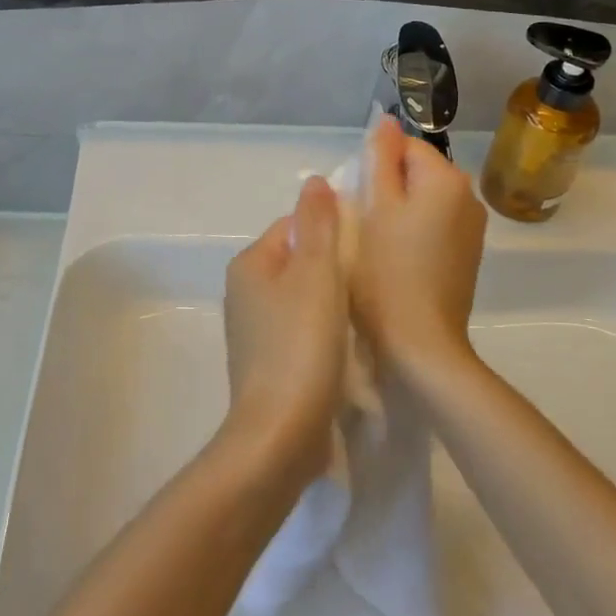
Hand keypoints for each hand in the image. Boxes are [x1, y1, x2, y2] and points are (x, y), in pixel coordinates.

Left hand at [221, 176, 347, 479]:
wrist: (281, 435)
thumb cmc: (301, 345)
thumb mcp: (316, 273)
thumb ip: (318, 223)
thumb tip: (313, 181)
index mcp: (250, 265)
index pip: (295, 226)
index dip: (332, 230)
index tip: (366, 249)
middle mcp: (245, 293)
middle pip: (300, 261)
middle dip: (335, 266)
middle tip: (370, 281)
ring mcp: (254, 331)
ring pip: (303, 298)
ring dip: (333, 301)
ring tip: (364, 313)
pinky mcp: (269, 363)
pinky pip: (302, 330)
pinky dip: (324, 331)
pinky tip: (348, 346)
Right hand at [351, 122, 487, 386]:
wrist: (421, 345)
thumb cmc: (386, 273)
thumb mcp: (374, 208)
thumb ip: (379, 159)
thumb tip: (386, 120)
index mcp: (446, 179)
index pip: (404, 146)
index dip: (373, 166)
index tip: (354, 198)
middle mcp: (468, 196)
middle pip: (416, 172)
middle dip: (385, 188)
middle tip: (359, 222)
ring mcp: (471, 228)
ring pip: (423, 201)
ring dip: (397, 211)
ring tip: (373, 243)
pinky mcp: (466, 255)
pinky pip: (434, 226)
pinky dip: (412, 233)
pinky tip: (393, 260)